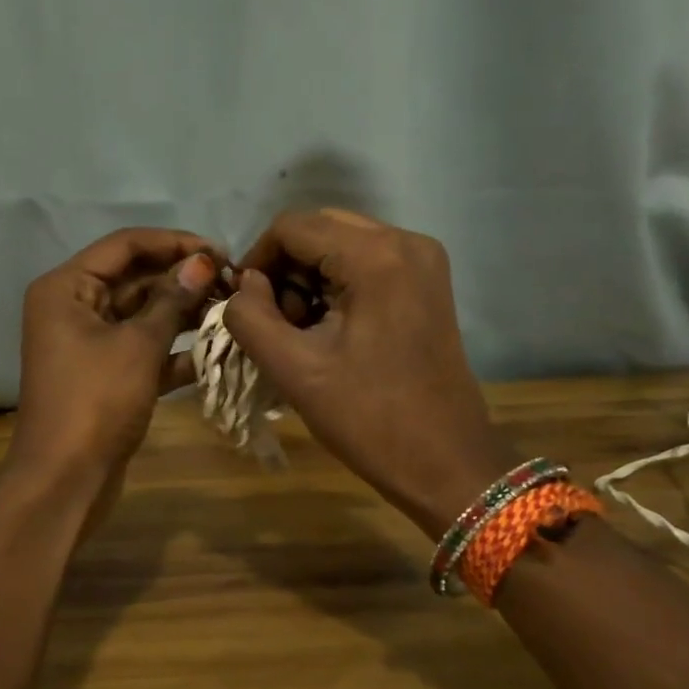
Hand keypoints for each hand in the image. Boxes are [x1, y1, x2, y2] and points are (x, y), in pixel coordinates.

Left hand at [9, 228, 219, 503]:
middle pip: (136, 278)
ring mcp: (91, 344)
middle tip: (234, 284)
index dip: (174, 243)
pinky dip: (175, 351)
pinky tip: (217, 352)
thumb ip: (172, 300)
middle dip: (183, 280)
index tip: (220, 252)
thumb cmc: (96, 401)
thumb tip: (202, 262)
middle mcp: (75, 307)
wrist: (66, 479)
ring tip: (232, 312)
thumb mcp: (138, 345)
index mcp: (68, 288)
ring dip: (184, 314)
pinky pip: (145, 350)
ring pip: (144, 315)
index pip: (125, 245)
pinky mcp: (108, 375)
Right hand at [222, 210, 518, 537]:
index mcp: (376, 256)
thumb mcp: (294, 370)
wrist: (445, 462)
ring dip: (311, 278)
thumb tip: (245, 285)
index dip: (257, 260)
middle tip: (276, 322)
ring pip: (343, 244)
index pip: (292, 226)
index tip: (243, 305)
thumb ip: (251, 317)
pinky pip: (369, 263)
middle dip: (286, 269)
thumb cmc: (368, 419)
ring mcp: (425, 260)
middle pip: (320, 229)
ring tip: (302, 331)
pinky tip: (331, 328)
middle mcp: (406, 241)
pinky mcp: (429, 283)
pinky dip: (340, 285)